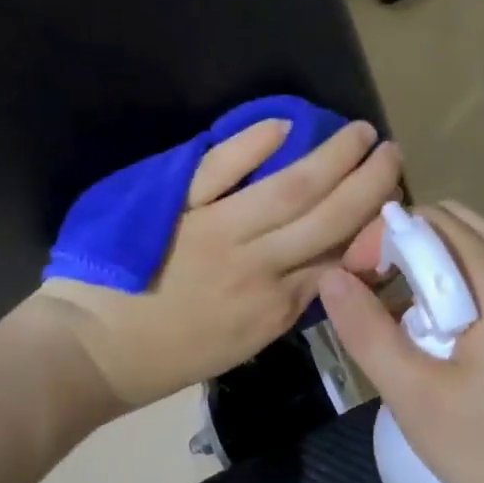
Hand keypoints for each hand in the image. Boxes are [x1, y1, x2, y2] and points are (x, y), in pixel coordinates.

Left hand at [38, 117, 402, 409]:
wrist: (91, 350)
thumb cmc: (165, 356)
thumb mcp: (240, 345)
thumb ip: (283, 305)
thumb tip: (321, 264)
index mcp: (273, 310)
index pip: (336, 260)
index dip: (370, 225)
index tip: (390, 199)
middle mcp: (257, 268)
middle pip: (327, 218)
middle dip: (368, 183)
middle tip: (392, 152)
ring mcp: (216, 232)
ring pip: (289, 189)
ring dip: (331, 157)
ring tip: (358, 133)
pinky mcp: (176, 207)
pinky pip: (220, 170)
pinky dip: (253, 146)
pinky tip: (284, 126)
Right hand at [319, 202, 483, 482]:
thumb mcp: (417, 396)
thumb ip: (367, 331)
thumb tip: (331, 278)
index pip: (429, 219)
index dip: (380, 240)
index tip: (355, 283)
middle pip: (455, 226)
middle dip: (405, 251)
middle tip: (375, 298)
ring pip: (477, 253)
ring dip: (433, 273)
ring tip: (406, 327)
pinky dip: (462, 290)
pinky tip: (448, 345)